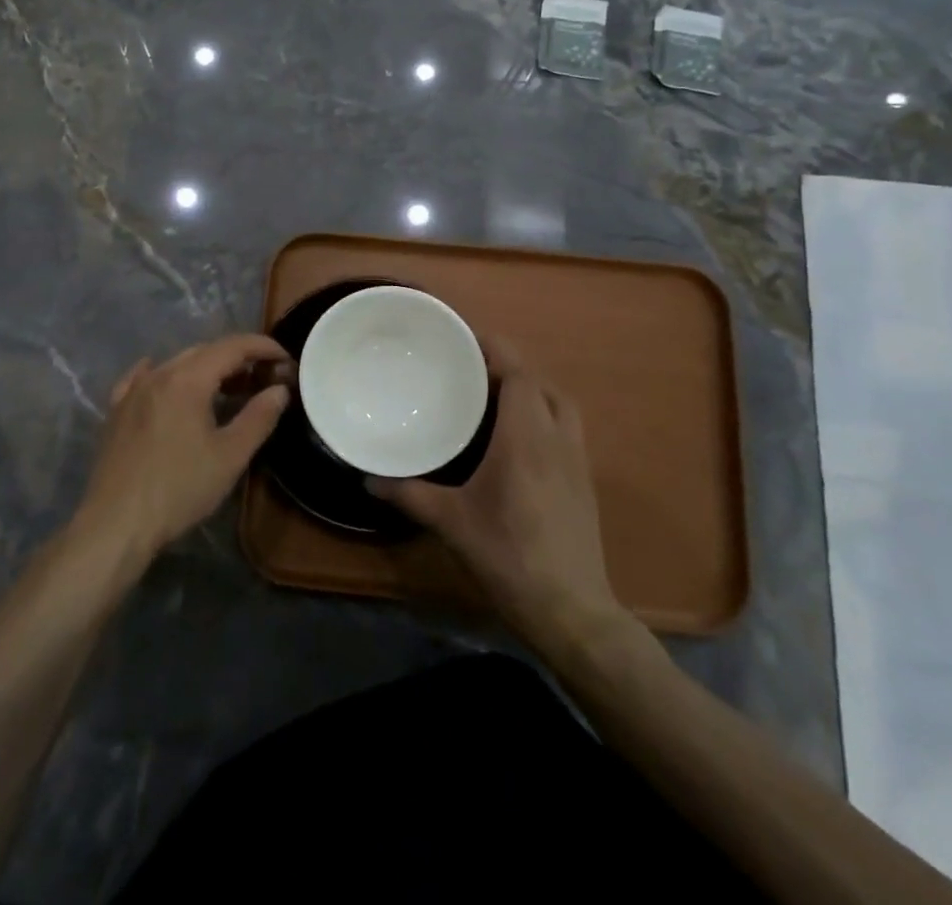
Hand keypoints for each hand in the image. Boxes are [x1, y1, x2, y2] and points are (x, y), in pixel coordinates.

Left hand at [75, 334, 290, 562]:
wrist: (115, 523)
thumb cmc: (179, 489)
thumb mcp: (230, 456)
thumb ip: (258, 418)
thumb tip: (280, 389)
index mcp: (188, 379)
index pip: (232, 347)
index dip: (262, 347)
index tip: (285, 359)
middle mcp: (159, 374)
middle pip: (205, 351)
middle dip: (238, 358)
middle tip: (263, 378)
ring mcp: (133, 391)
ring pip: (176, 363)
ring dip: (206, 368)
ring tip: (228, 388)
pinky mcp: (116, 411)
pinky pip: (142, 378)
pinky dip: (165, 375)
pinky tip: (164, 379)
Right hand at [369, 341, 629, 650]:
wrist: (572, 611)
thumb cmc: (509, 557)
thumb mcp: (451, 523)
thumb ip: (408, 495)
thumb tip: (367, 478)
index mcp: (525, 438)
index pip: (519, 374)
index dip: (496, 351)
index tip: (465, 341)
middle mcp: (556, 438)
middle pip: (540, 382)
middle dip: (509, 367)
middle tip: (471, 369)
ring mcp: (576, 460)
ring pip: (559, 403)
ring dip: (531, 388)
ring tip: (494, 396)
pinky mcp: (584, 481)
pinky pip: (565, 426)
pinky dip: (543, 413)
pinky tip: (517, 438)